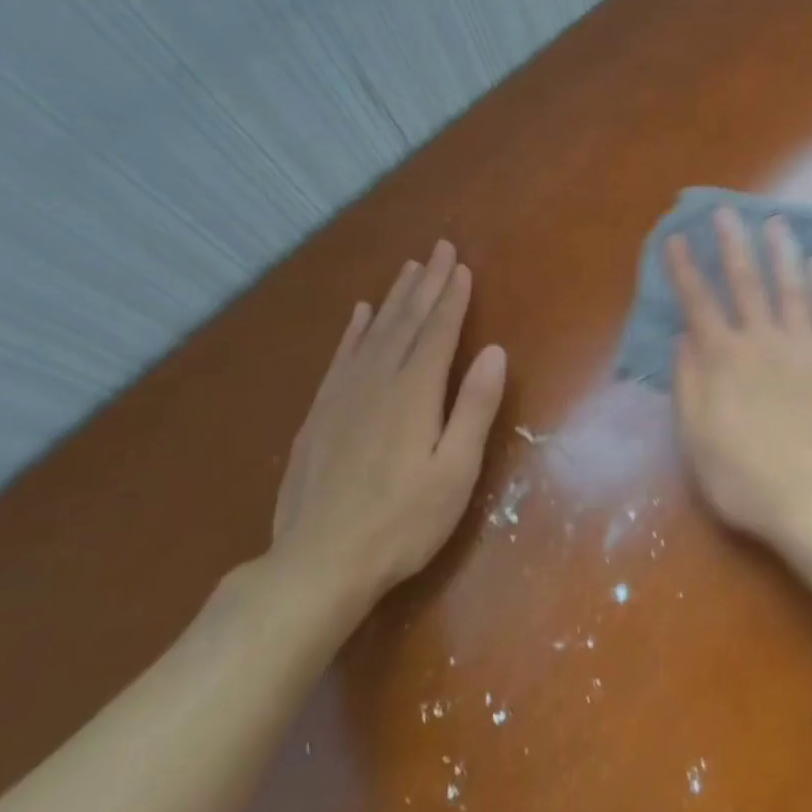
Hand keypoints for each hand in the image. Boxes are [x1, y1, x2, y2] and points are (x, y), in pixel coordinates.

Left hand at [269, 240, 506, 615]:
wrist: (318, 563)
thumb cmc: (403, 522)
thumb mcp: (455, 470)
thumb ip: (474, 407)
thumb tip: (494, 352)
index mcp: (414, 393)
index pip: (438, 332)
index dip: (452, 297)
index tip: (462, 265)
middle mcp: (377, 382)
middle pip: (405, 322)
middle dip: (426, 284)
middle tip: (439, 249)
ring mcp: (342, 396)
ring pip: (373, 333)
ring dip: (394, 299)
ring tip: (408, 269)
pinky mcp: (319, 415)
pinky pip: (340, 357)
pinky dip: (353, 330)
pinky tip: (360, 315)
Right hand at [666, 208, 811, 544]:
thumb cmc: (746, 479)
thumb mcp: (696, 439)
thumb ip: (687, 383)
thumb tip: (682, 336)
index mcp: (723, 360)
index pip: (698, 304)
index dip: (685, 270)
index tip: (677, 238)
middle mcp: (762, 342)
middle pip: (745, 284)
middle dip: (733, 245)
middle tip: (726, 212)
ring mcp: (806, 348)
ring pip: (791, 289)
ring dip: (781, 253)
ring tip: (775, 221)